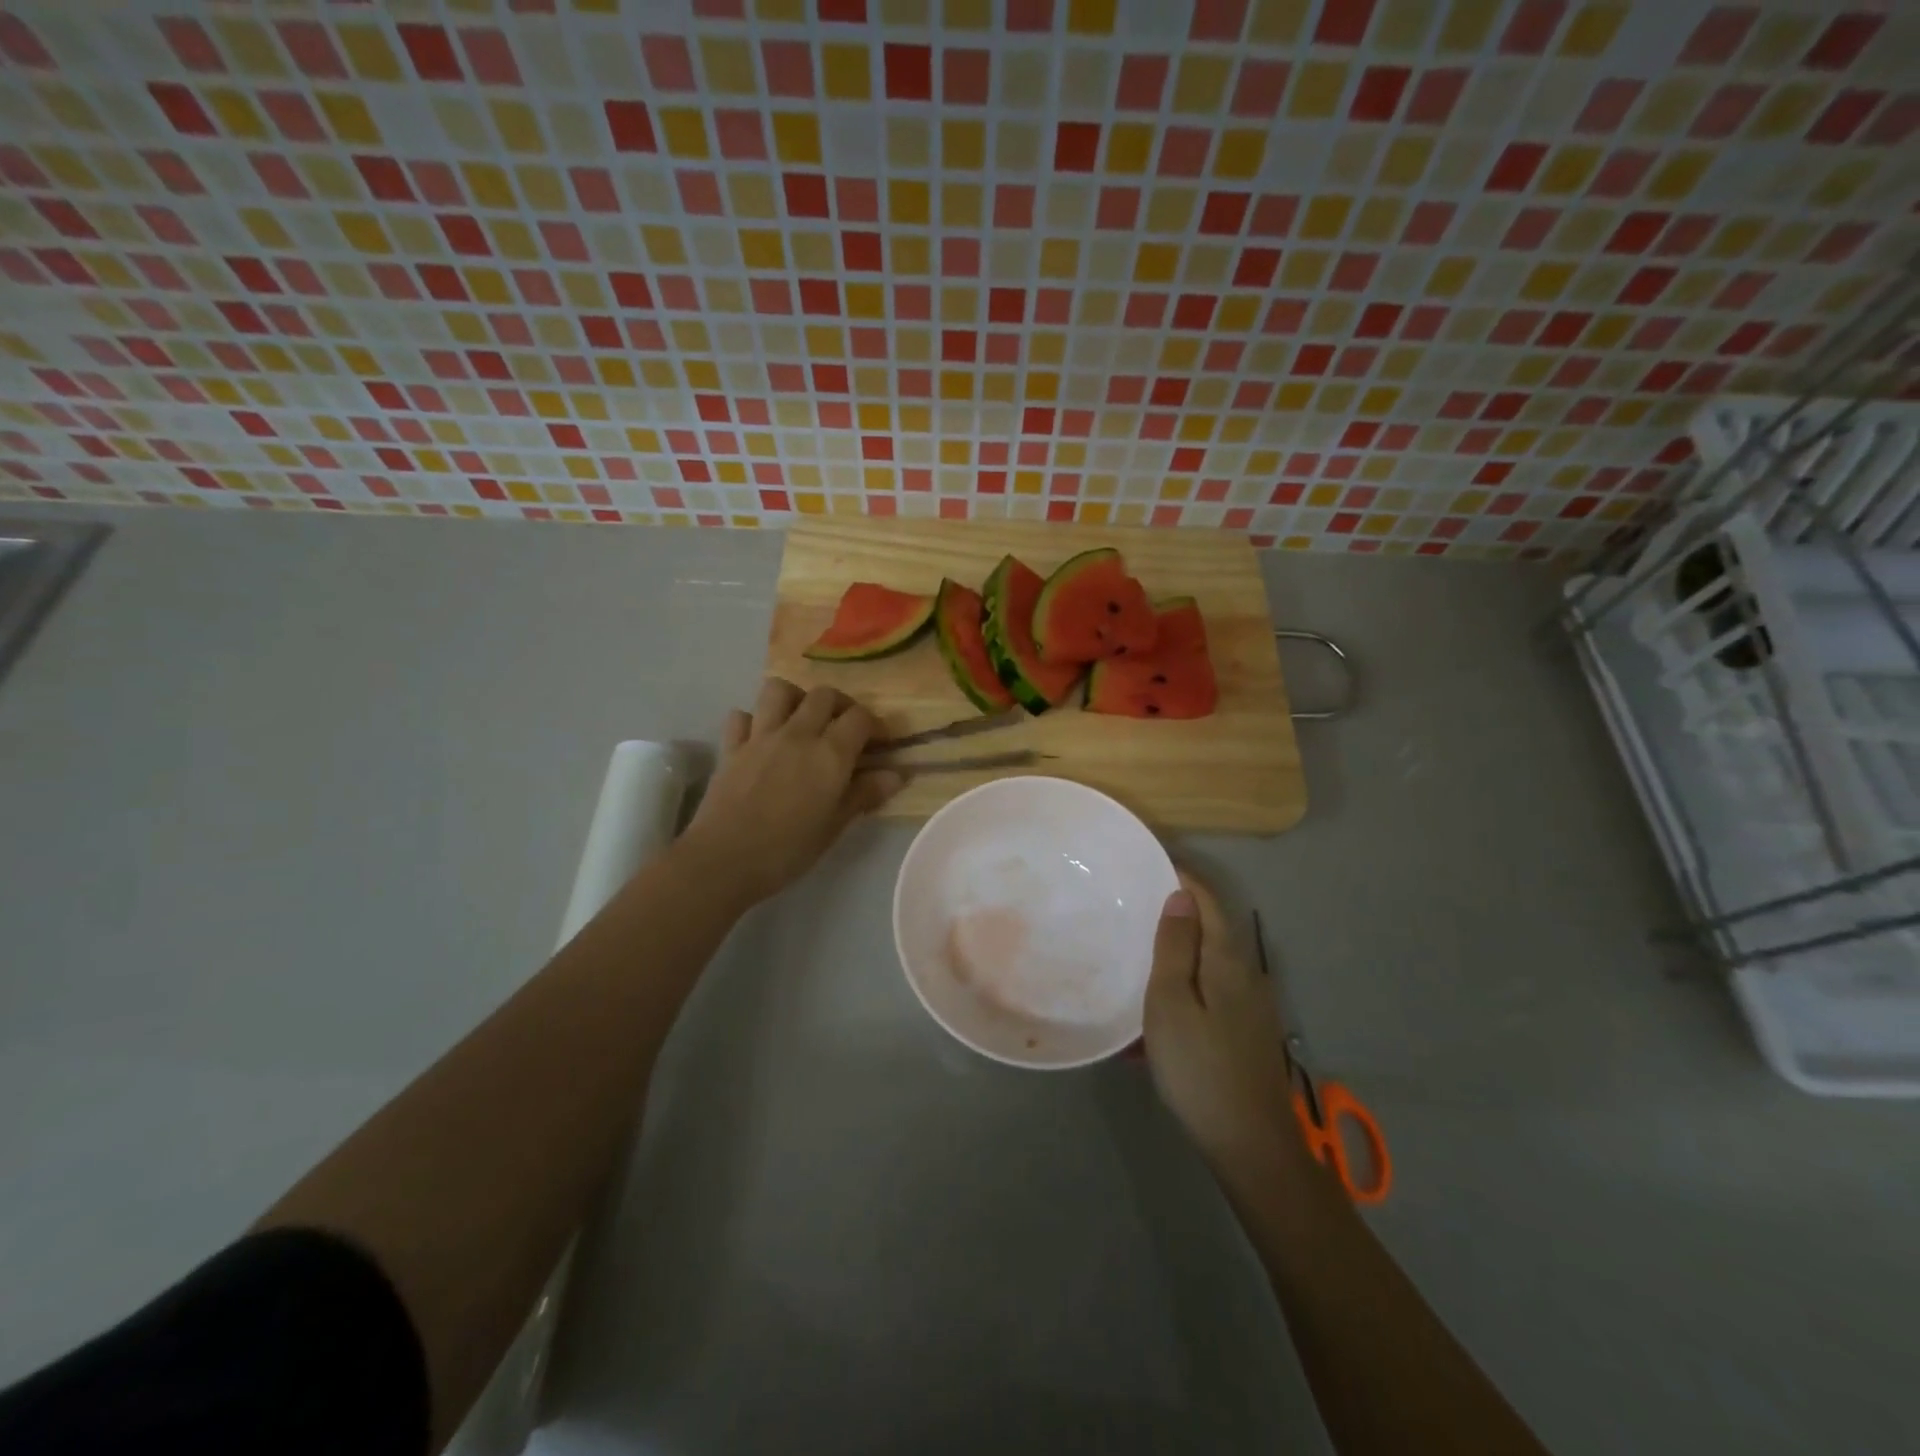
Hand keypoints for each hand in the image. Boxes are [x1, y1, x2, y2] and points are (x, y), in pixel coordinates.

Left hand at [680, 678, 903, 904]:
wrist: (724, 859)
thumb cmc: (788, 849)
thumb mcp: (835, 826)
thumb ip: (865, 794)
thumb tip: (897, 774)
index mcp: (830, 753)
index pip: (860, 718)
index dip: (876, 725)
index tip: (881, 743)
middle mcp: (797, 734)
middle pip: (824, 695)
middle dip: (841, 705)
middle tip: (845, 729)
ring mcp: (760, 736)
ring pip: (780, 690)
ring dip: (796, 699)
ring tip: (803, 721)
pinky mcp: (731, 747)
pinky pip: (742, 716)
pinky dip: (754, 720)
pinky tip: (761, 739)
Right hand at [1144, 875, 1298, 1174]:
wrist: (1249, 1144)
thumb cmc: (1199, 1066)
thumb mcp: (1171, 1002)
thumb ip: (1175, 947)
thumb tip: (1181, 896)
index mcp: (1227, 961)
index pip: (1208, 902)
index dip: (1183, 878)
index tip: (1152, 861)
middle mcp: (1247, 975)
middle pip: (1212, 929)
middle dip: (1178, 913)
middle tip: (1136, 906)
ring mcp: (1251, 1006)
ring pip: (1209, 963)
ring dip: (1178, 952)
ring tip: (1139, 954)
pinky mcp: (1246, 1032)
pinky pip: (1210, 992)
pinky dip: (1184, 986)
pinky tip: (1159, 1010)